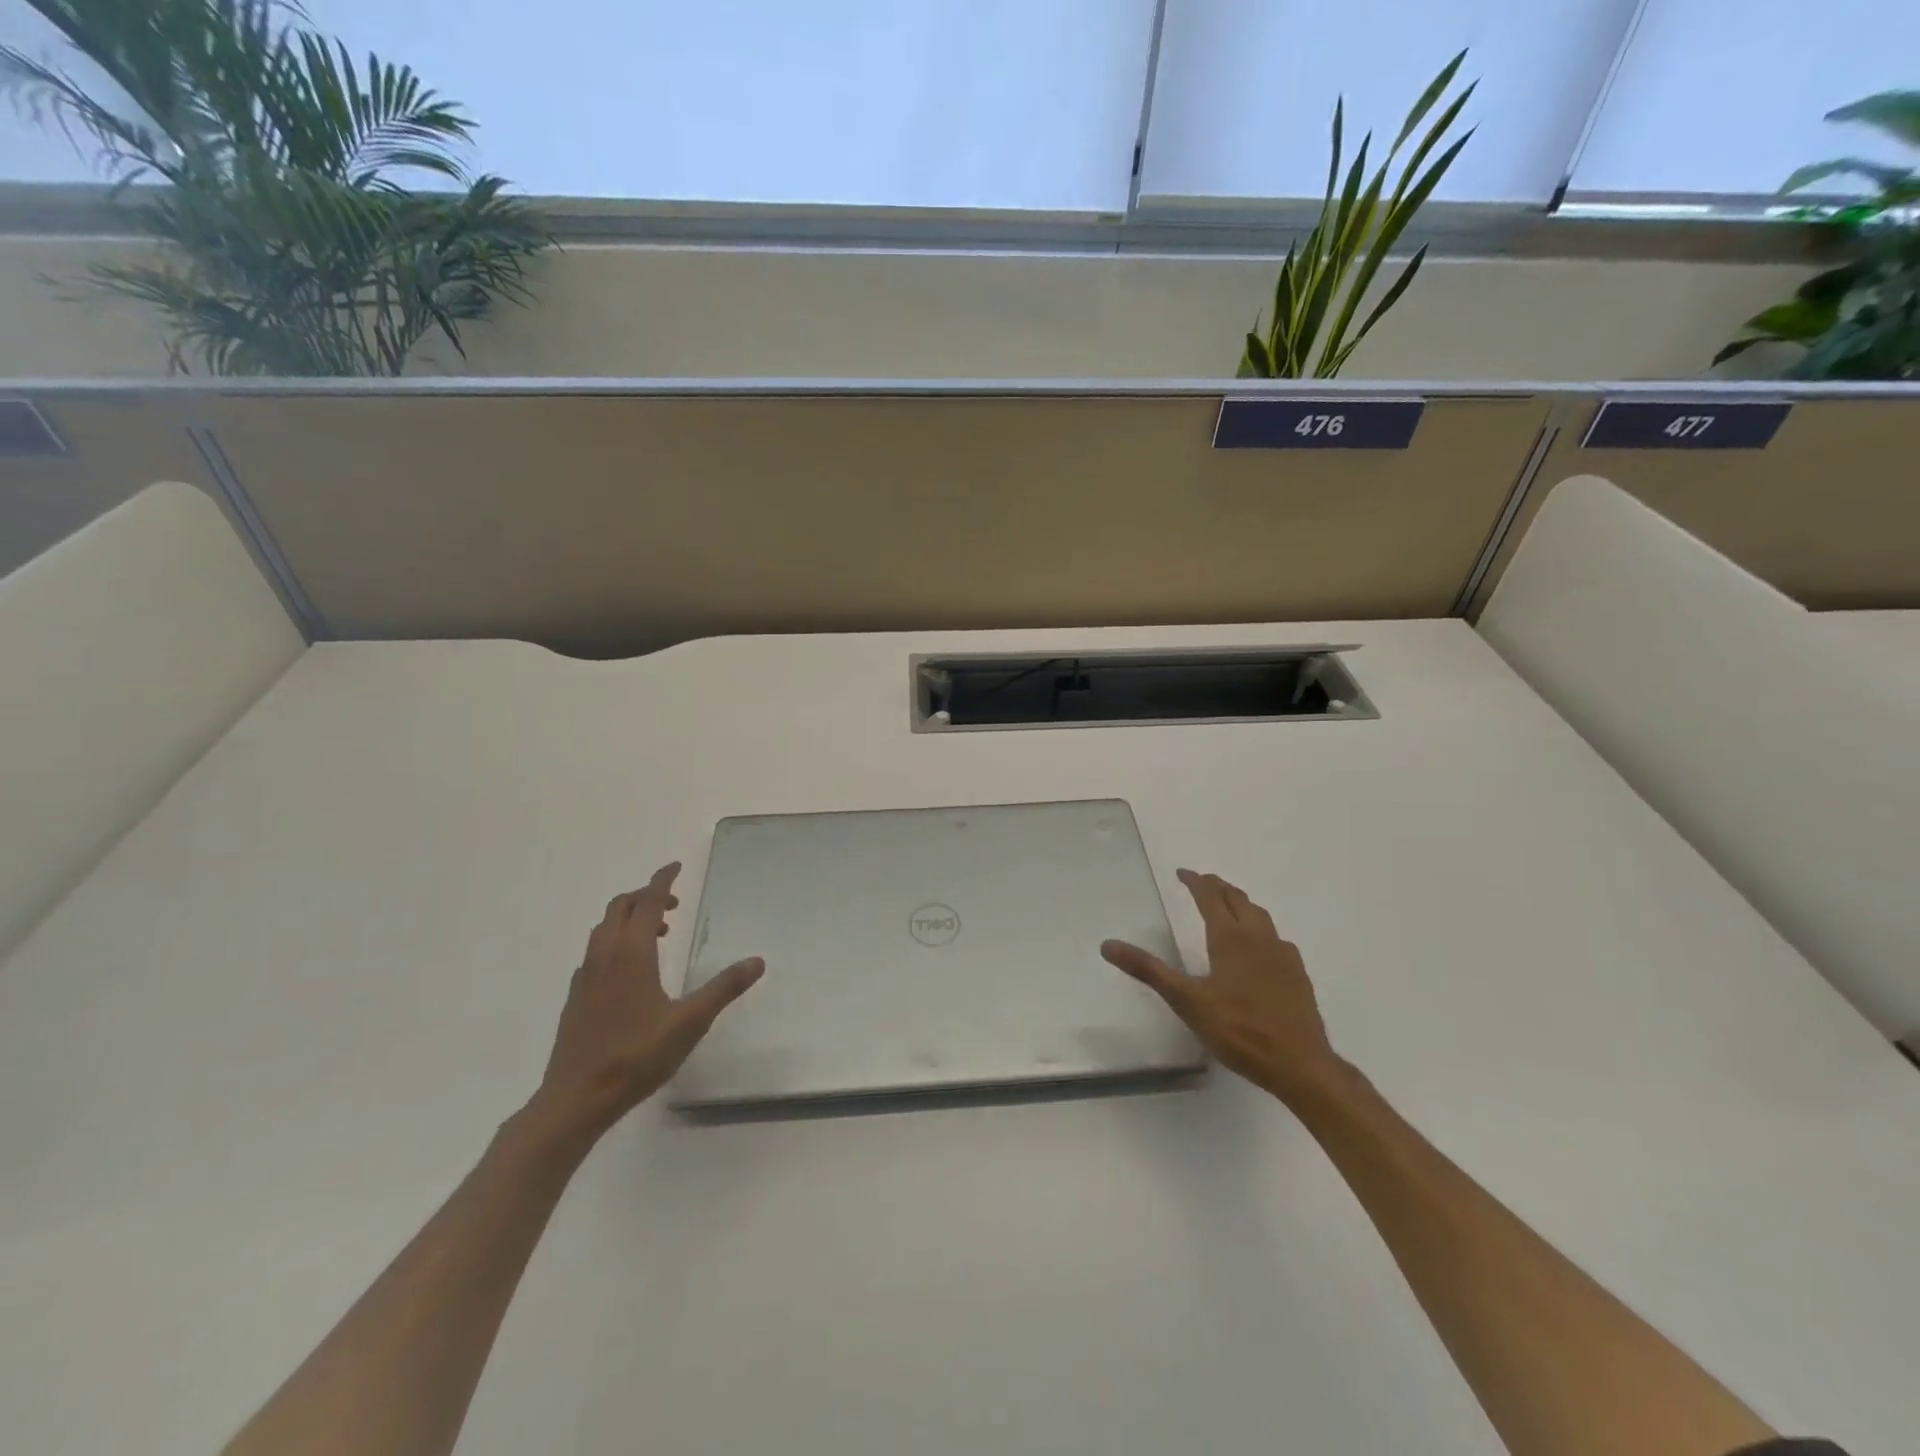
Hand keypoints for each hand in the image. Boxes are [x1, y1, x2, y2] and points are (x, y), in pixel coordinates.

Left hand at [531, 862, 763, 1137]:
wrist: (575, 1098)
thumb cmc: (636, 1056)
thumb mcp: (690, 1022)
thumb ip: (724, 988)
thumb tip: (757, 961)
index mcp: (631, 954)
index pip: (647, 902)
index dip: (662, 881)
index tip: (675, 867)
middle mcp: (604, 956)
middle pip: (620, 907)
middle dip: (645, 897)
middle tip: (673, 906)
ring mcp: (585, 976)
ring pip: (604, 929)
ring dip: (629, 919)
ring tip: (657, 935)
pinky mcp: (576, 996)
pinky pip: (595, 951)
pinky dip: (615, 942)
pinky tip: (631, 971)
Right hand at [1102, 869, 1340, 1102]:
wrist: (1299, 1064)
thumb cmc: (1239, 1030)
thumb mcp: (1186, 1000)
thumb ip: (1148, 970)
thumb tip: (1108, 945)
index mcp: (1230, 937)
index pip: (1210, 897)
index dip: (1195, 882)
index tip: (1182, 873)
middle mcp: (1258, 937)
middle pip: (1237, 899)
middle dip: (1218, 887)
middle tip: (1202, 883)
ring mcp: (1283, 954)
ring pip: (1260, 915)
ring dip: (1240, 903)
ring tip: (1228, 906)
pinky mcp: (1297, 973)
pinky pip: (1276, 938)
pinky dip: (1260, 929)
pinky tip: (1259, 947)